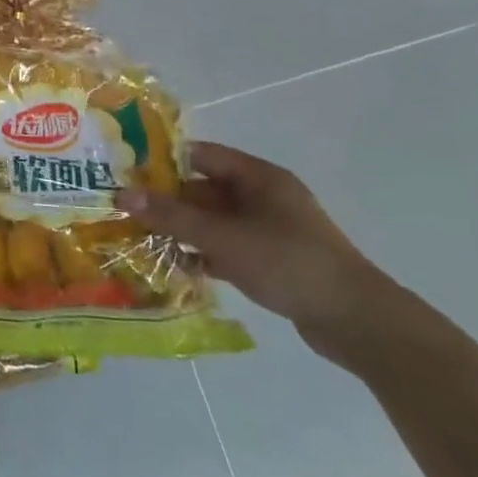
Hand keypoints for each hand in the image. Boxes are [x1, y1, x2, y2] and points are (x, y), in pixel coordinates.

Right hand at [121, 142, 394, 354]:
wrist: (356, 321)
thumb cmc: (288, 262)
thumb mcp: (223, 237)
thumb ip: (172, 216)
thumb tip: (121, 194)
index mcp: (259, 178)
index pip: (201, 155)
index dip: (162, 161)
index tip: (125, 172)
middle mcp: (263, 197)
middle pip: (203, 189)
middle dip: (165, 200)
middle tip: (124, 210)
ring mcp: (267, 230)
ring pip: (211, 221)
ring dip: (179, 229)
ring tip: (137, 238)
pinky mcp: (269, 260)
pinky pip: (223, 248)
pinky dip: (199, 254)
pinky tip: (170, 265)